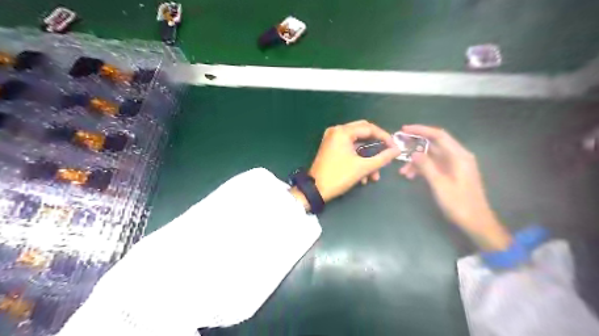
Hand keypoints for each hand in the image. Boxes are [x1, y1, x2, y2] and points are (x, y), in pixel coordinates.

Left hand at [306, 120, 398, 203]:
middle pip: (363, 134)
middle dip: (376, 148)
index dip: (385, 137)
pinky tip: (364, 177)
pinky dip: (358, 160)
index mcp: (343, 131)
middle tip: (386, 156)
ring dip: (367, 159)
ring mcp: (332, 140)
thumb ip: (382, 158)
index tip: (395, 148)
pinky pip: (349, 150)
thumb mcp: (362, 168)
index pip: (369, 128)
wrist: (315, 190)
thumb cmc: (339, 176)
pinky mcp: (331, 148)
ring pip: (357, 145)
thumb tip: (397, 150)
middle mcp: (337, 131)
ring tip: (374, 176)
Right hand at [396, 124, 509, 249]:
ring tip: (403, 172)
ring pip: (432, 157)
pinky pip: (434, 166)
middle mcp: (458, 157)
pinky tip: (411, 177)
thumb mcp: (440, 185)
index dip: (421, 130)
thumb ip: (426, 166)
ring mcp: (455, 166)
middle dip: (415, 147)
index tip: (404, 129)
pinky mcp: (451, 174)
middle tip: (399, 148)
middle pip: (434, 145)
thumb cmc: (459, 204)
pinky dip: (423, 169)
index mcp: (459, 156)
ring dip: (417, 162)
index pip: (439, 136)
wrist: (476, 222)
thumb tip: (414, 153)